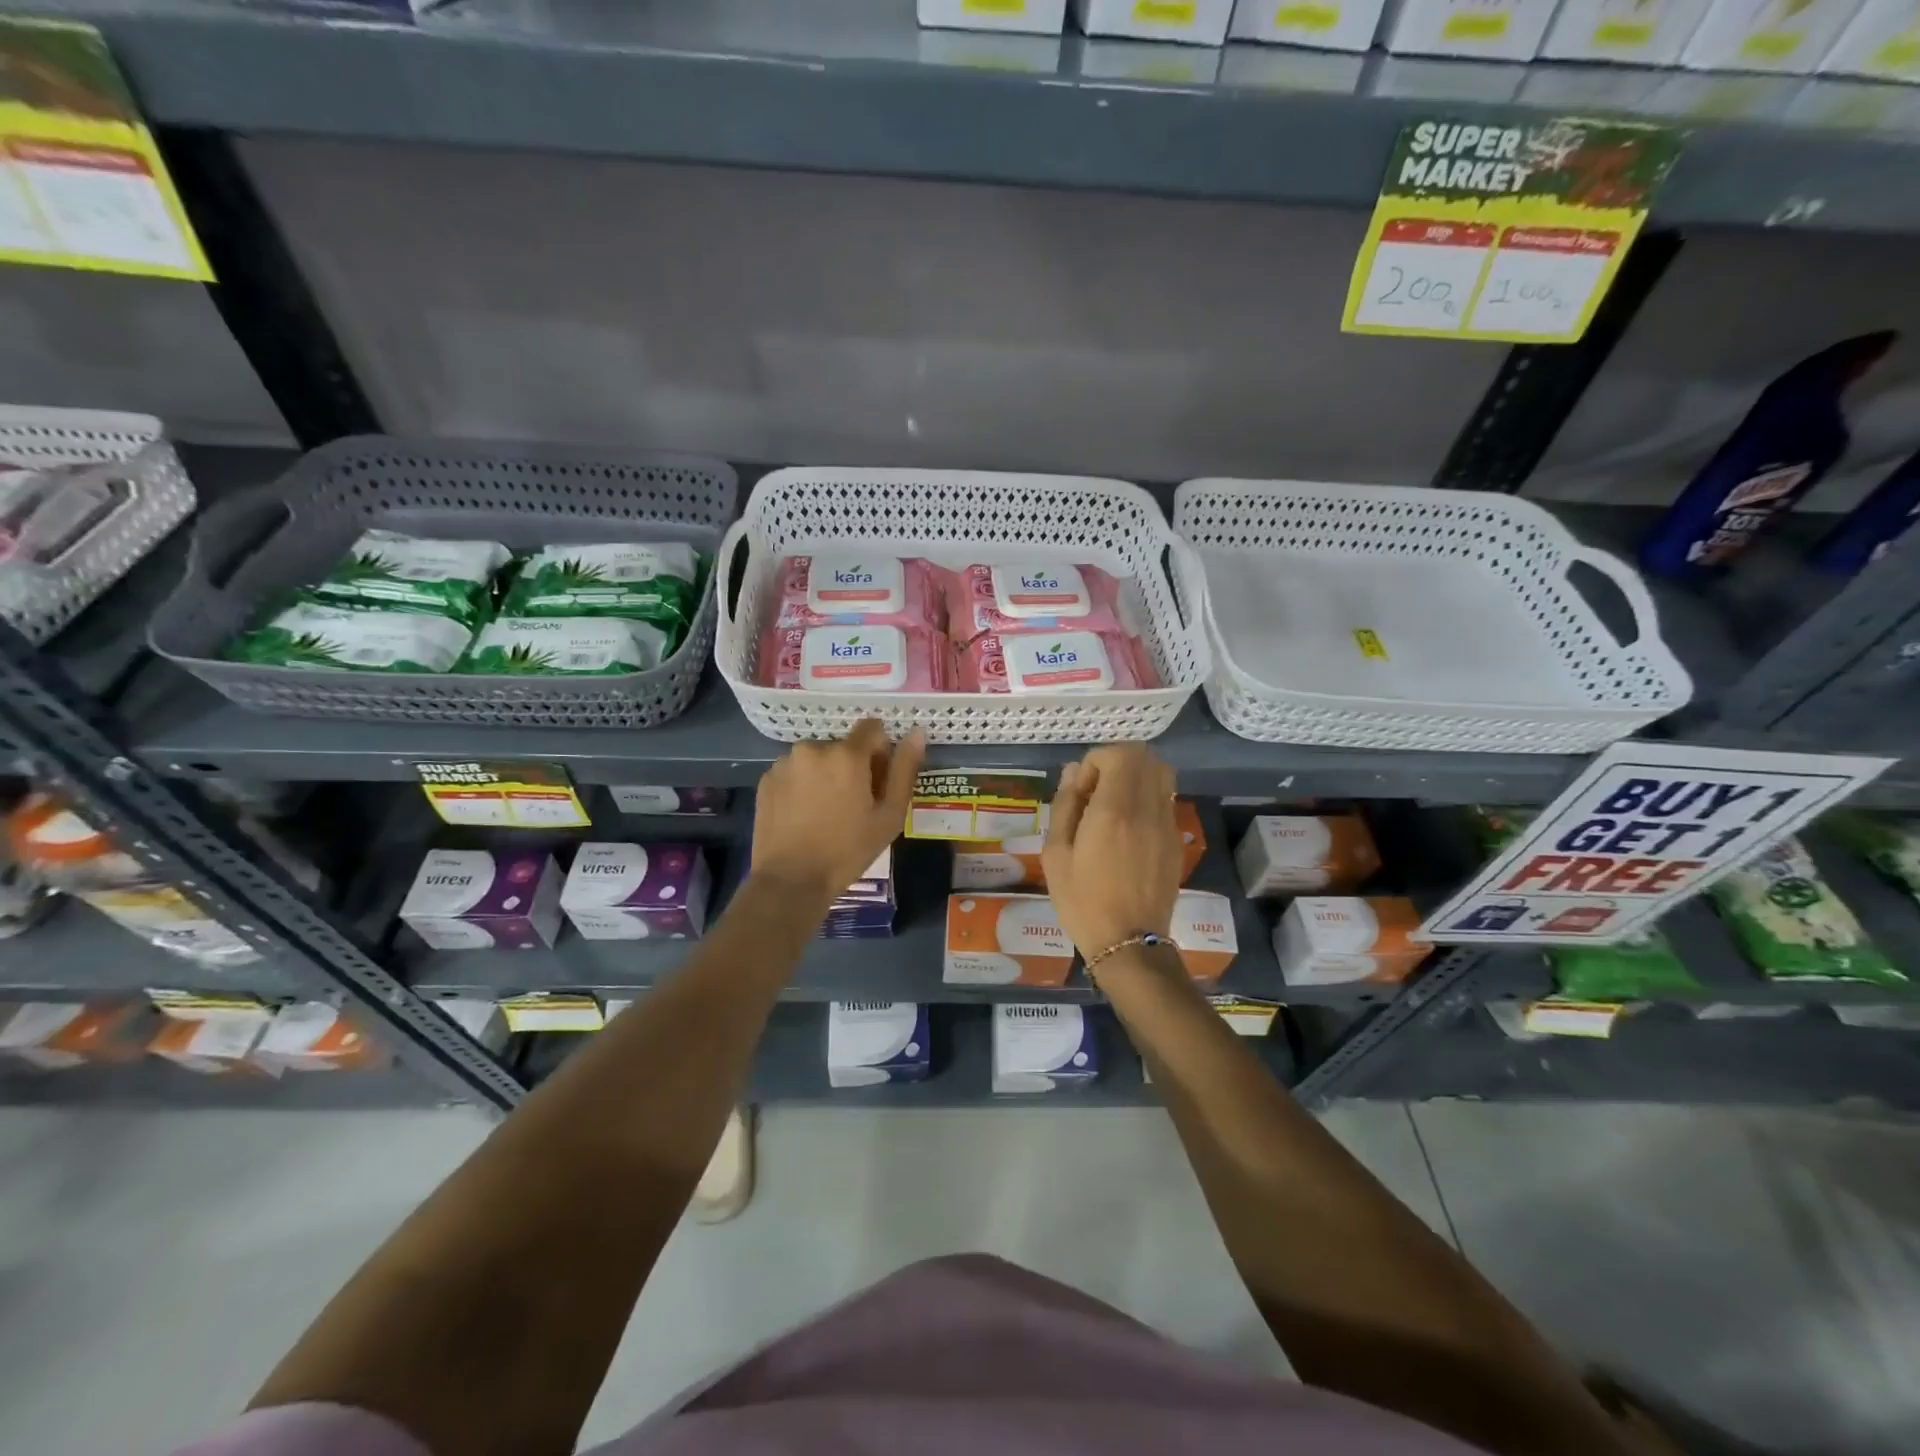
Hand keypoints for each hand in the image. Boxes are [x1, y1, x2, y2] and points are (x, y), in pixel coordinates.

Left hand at [752, 719, 924, 908]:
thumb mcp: (889, 815)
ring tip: (825, 813)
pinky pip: (794, 772)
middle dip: (852, 767)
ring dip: (826, 775)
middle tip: (853, 806)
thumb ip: (904, 769)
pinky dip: (803, 786)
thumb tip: (917, 732)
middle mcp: (813, 748)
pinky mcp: (766, 780)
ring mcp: (785, 763)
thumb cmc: (848, 850)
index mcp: (846, 754)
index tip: (877, 782)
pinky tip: (804, 816)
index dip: (880, 752)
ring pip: (817, 759)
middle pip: (844, 746)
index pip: (872, 728)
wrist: (791, 880)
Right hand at [1042, 744, 1179, 956]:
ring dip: (1136, 777)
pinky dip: (1147, 798)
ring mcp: (1167, 825)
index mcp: (1114, 810)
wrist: (1128, 943)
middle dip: (1116, 763)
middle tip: (1096, 792)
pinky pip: (1166, 801)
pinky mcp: (1176, 841)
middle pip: (1145, 757)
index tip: (1081, 790)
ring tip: (1113, 805)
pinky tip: (1128, 830)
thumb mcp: (1056, 854)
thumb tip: (1074, 772)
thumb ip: (1065, 806)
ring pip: (1162, 775)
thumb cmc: (1082, 901)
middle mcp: (1147, 809)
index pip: (1119, 754)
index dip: (1095, 761)